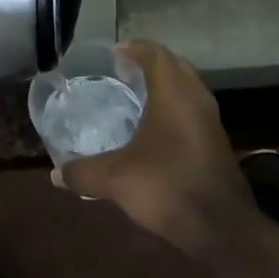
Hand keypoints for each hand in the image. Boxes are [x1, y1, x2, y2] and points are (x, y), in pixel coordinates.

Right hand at [57, 41, 252, 255]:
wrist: (223, 229)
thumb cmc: (168, 186)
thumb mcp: (117, 179)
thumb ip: (84, 173)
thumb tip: (55, 175)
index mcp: (173, 92)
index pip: (154, 52)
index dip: (132, 48)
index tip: (111, 55)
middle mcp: (195, 97)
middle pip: (173, 64)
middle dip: (148, 63)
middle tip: (121, 72)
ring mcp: (211, 120)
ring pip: (186, 87)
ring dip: (164, 84)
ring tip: (136, 96)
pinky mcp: (217, 142)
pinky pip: (193, 109)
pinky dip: (175, 107)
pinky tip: (156, 129)